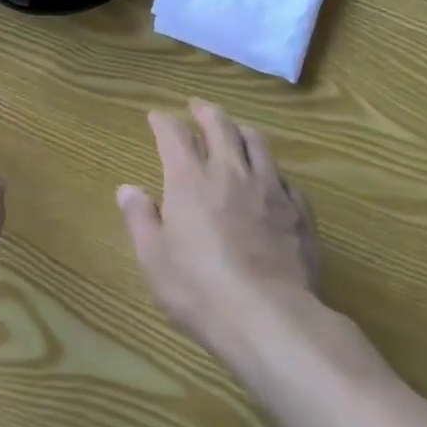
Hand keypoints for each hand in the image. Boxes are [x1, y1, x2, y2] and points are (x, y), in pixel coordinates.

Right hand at [117, 100, 321, 362]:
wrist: (272, 319)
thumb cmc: (200, 289)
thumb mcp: (154, 259)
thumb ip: (140, 219)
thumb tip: (128, 189)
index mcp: (189, 178)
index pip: (174, 133)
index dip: (163, 121)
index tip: (156, 117)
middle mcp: (229, 171)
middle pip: (220, 124)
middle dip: (205, 111)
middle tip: (197, 107)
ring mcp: (269, 188)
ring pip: (256, 142)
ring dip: (241, 130)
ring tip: (236, 131)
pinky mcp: (298, 212)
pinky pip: (284, 178)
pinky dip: (271, 170)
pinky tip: (271, 180)